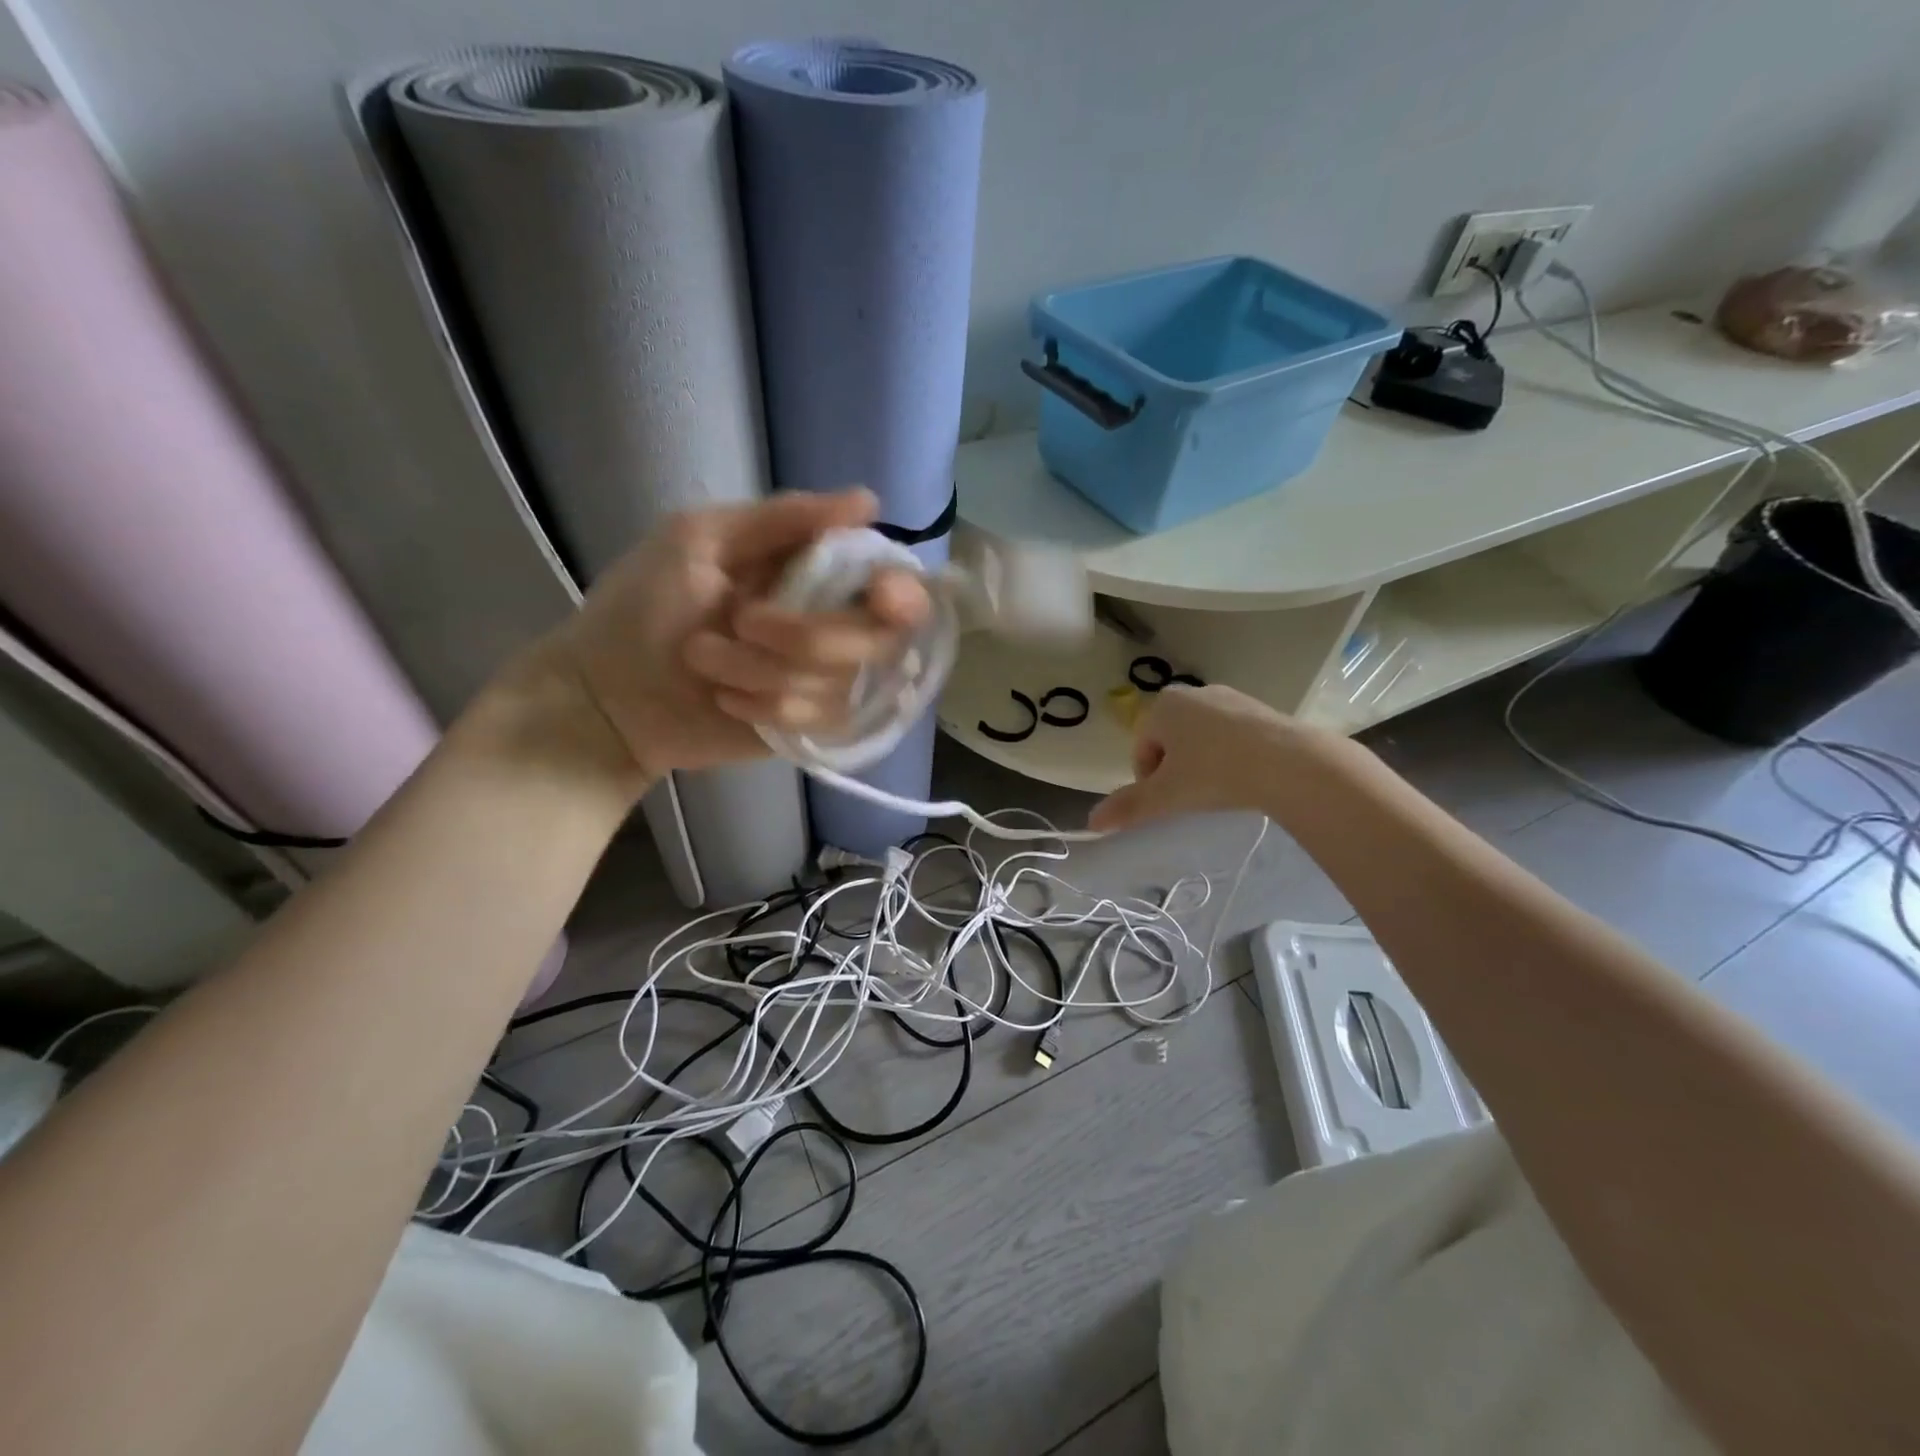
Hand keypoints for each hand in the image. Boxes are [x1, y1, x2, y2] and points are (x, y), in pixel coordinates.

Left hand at [528, 489, 928, 787]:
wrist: (608, 697)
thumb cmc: (643, 606)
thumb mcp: (700, 539)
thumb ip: (784, 518)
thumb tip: (870, 503)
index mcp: (814, 573)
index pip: (895, 583)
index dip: (901, 592)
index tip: (879, 595)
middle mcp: (831, 624)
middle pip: (879, 637)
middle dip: (805, 636)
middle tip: (741, 624)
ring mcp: (822, 681)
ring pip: (842, 680)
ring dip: (762, 670)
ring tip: (705, 662)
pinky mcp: (808, 726)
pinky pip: (820, 718)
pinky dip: (766, 705)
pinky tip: (726, 700)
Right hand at [1089, 684, 1322, 831]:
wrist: (1289, 763)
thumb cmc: (1215, 773)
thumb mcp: (1165, 795)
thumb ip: (1128, 807)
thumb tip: (1091, 822)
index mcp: (1162, 706)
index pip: (1142, 749)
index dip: (1149, 780)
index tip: (1169, 801)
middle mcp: (1192, 693)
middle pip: (1170, 741)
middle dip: (1176, 769)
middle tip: (1193, 796)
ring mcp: (1229, 697)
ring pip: (1200, 738)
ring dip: (1202, 763)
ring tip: (1221, 788)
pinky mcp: (1259, 708)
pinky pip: (1231, 735)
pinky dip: (1230, 755)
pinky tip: (1245, 776)